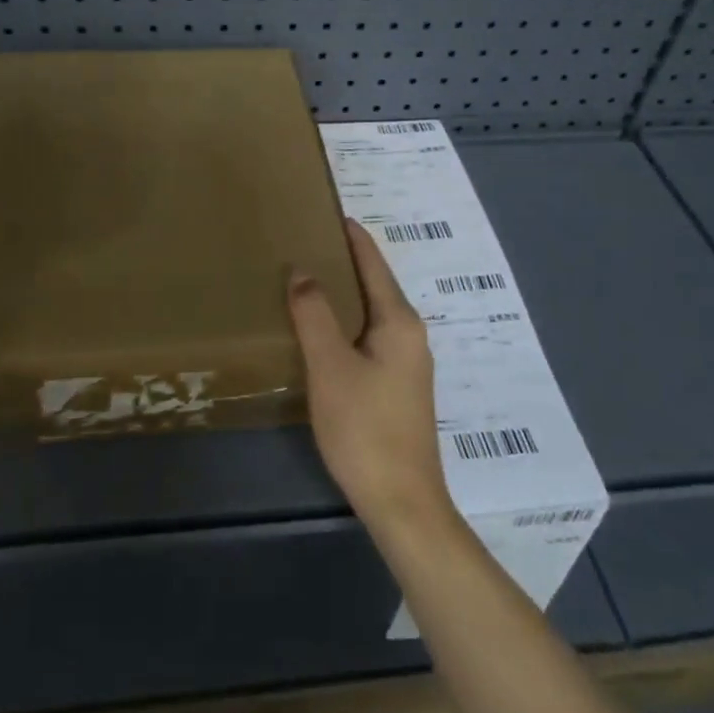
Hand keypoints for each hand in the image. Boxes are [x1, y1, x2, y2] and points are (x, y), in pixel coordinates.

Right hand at [288, 218, 452, 531]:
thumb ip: (314, 314)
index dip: (352, 236)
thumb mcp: (330, 366)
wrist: (402, 501)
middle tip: (308, 242)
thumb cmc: (364, 428)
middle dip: (345, 262)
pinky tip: (325, 331)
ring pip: (372, 314)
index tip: (330, 210)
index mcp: (399, 322)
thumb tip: (302, 271)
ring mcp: (408, 363)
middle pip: (376, 285)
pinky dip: (348, 322)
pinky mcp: (399, 387)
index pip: (373, 263)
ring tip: (309, 281)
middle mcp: (411, 335)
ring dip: (346, 294)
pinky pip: (371, 337)